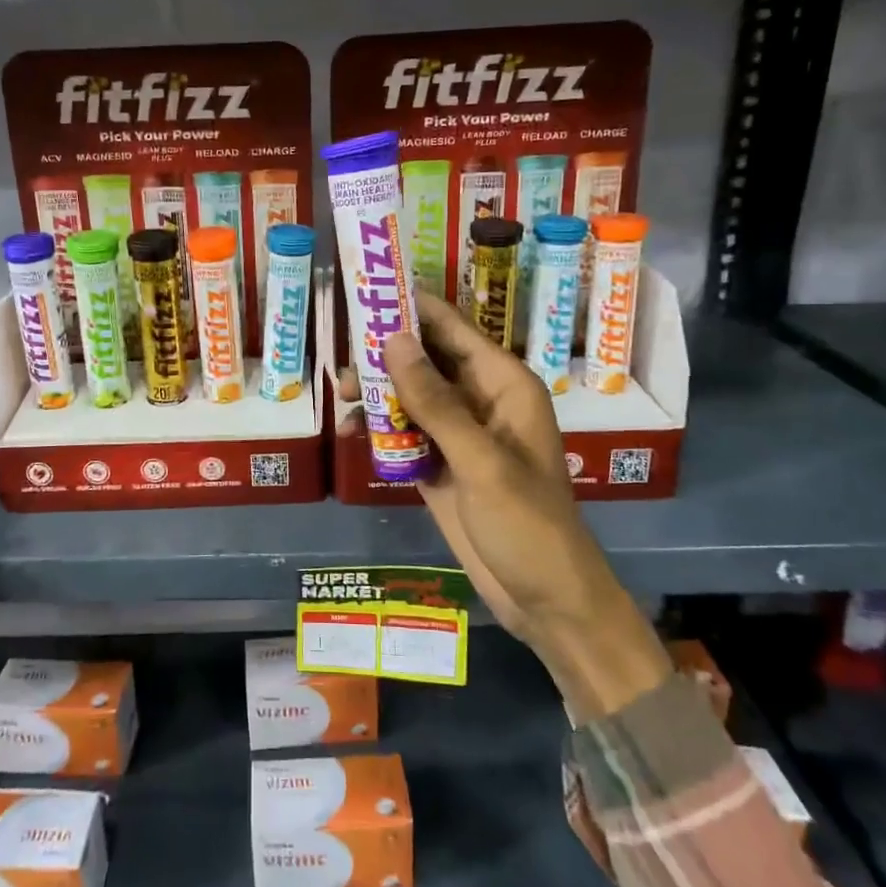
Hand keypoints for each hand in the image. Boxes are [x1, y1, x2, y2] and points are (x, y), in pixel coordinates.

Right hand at [381, 294, 670, 718]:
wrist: (544, 597)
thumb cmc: (526, 523)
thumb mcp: (480, 460)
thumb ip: (435, 401)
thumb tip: (393, 341)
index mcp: (502, 384)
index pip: (452, 329)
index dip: (411, 307)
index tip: (366, 289)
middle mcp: (479, 399)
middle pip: (425, 360)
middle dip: (384, 354)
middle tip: (341, 355)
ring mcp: (458, 434)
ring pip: (410, 396)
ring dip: (378, 392)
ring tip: (341, 395)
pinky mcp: (440, 464)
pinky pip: (405, 432)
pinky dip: (381, 428)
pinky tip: (354, 429)